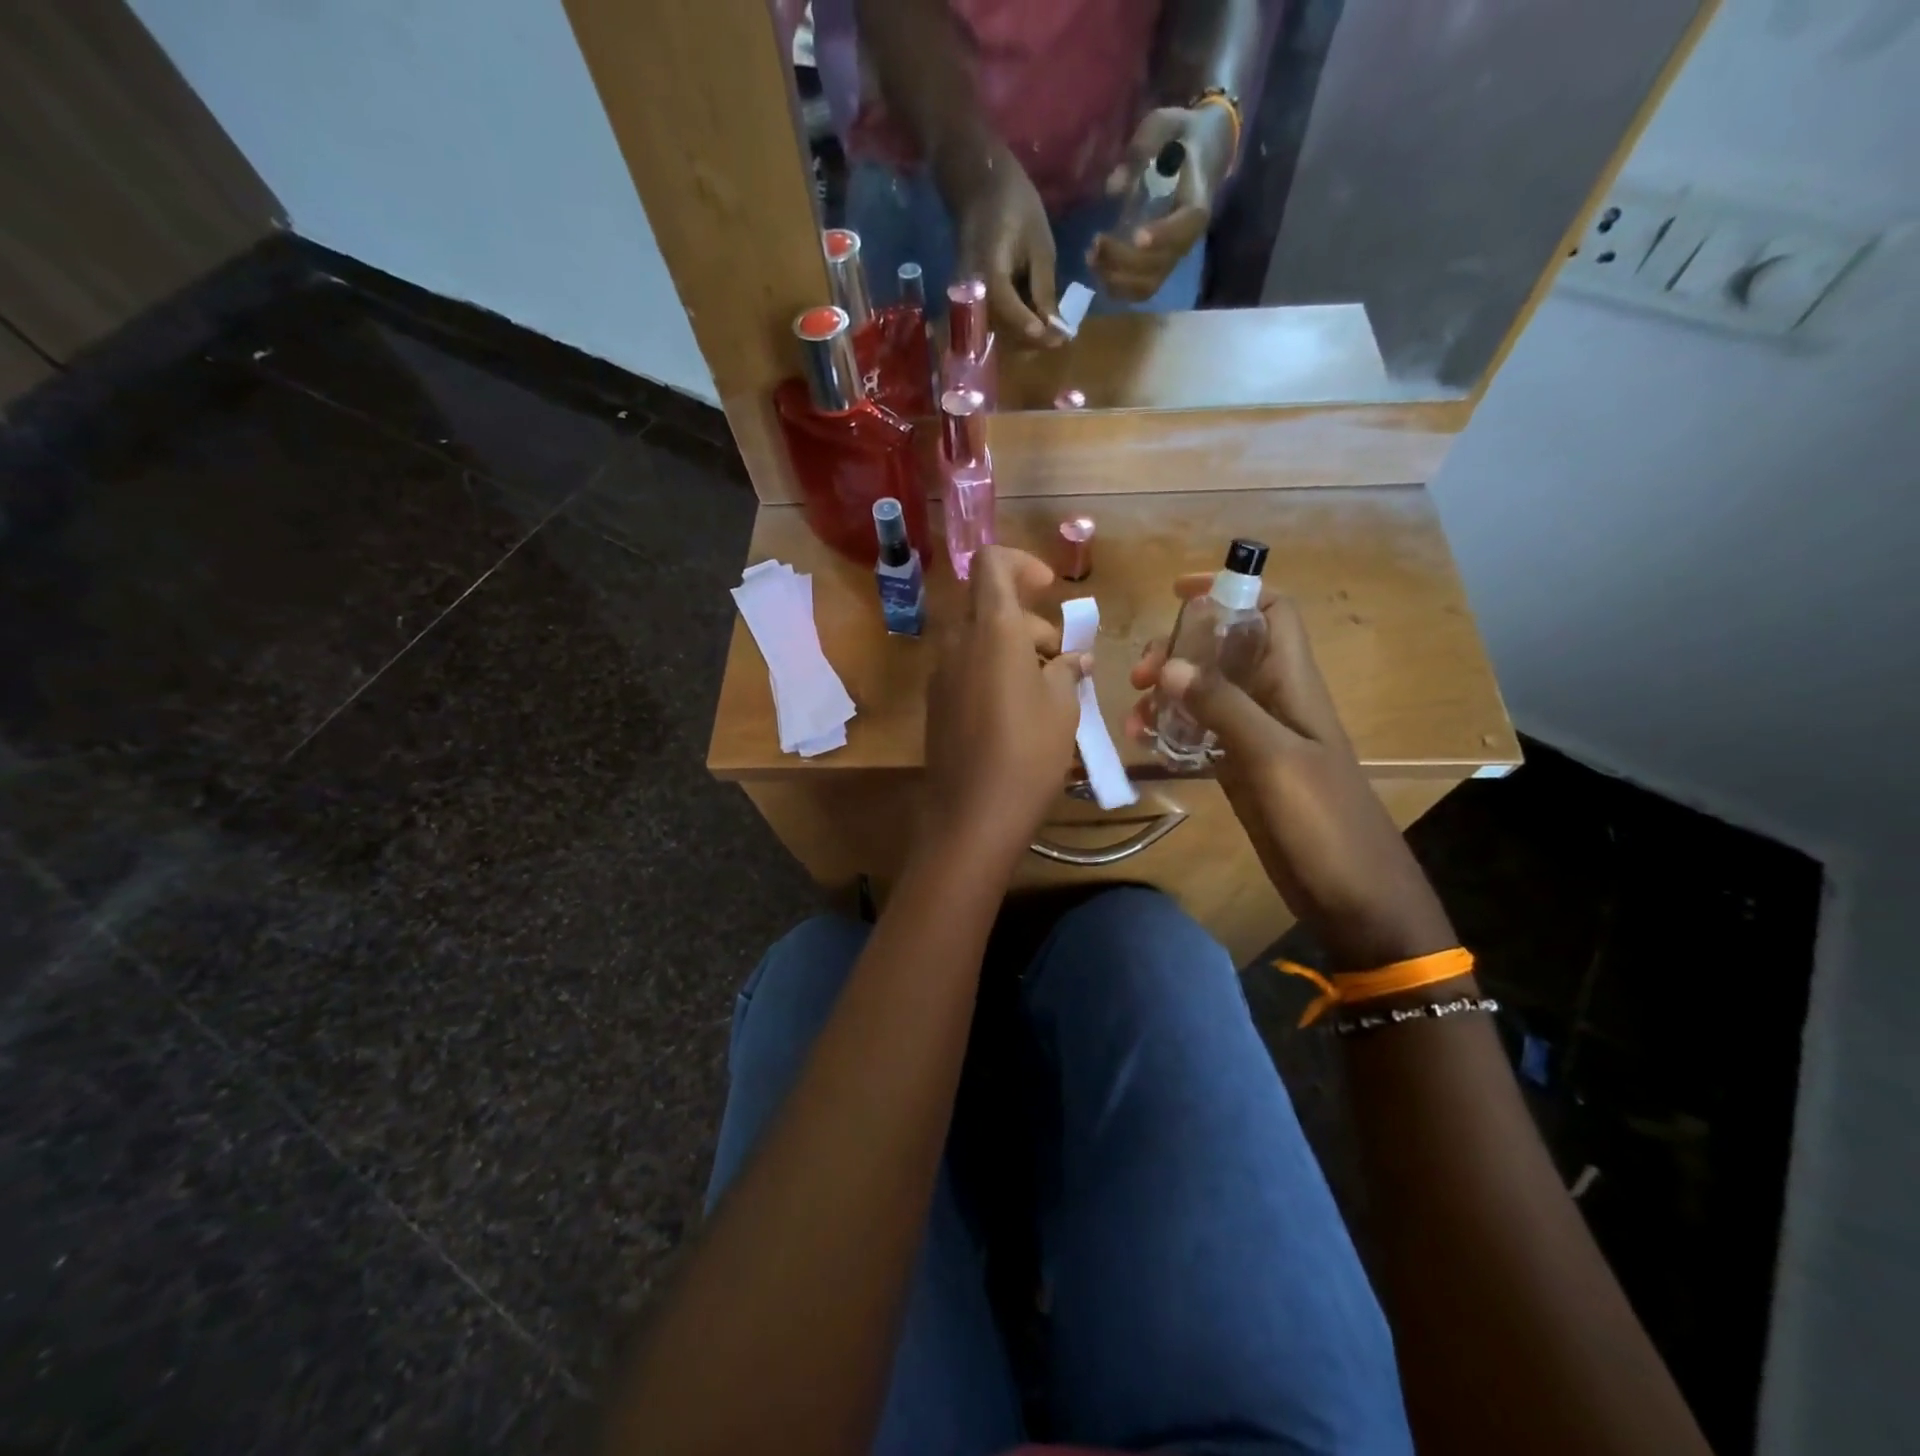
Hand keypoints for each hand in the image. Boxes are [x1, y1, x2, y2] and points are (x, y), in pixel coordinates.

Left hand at [923, 545, 1087, 861]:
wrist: (971, 815)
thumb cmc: (1028, 753)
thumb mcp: (1063, 707)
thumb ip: (1067, 670)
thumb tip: (1072, 659)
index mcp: (992, 630)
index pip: (992, 564)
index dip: (1022, 564)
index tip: (1048, 591)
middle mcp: (958, 642)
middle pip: (989, 605)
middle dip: (1028, 620)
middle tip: (1060, 660)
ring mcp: (941, 673)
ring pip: (977, 638)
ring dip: (1012, 647)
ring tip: (1047, 690)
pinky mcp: (937, 702)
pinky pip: (966, 667)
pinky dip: (993, 670)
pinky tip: (1018, 711)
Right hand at [950, 143, 1063, 346]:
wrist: (979, 188)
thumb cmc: (1014, 206)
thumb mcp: (1039, 245)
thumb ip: (1044, 289)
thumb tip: (1054, 327)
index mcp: (987, 269)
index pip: (1007, 309)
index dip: (1031, 327)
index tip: (1057, 339)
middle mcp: (971, 290)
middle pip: (1001, 329)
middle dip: (1032, 339)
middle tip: (1060, 338)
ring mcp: (968, 297)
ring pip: (997, 331)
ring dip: (1025, 336)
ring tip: (1052, 330)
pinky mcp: (971, 301)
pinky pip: (993, 321)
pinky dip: (1015, 325)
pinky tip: (1035, 318)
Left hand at [1091, 104, 1233, 301]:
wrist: (1201, 152)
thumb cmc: (1180, 137)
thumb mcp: (1164, 126)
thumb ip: (1142, 149)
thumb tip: (1114, 187)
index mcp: (1195, 204)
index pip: (1184, 228)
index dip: (1162, 235)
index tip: (1136, 236)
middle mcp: (1186, 238)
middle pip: (1158, 264)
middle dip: (1124, 259)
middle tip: (1095, 243)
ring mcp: (1172, 256)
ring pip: (1146, 284)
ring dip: (1116, 278)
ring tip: (1091, 258)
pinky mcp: (1159, 266)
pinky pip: (1140, 289)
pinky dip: (1117, 287)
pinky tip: (1098, 271)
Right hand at [1127, 576, 1455, 969]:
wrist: (1353, 895)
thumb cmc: (1324, 820)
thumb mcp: (1273, 757)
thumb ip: (1223, 706)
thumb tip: (1168, 664)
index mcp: (1292, 684)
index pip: (1271, 613)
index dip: (1232, 591)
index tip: (1179, 594)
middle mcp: (1273, 700)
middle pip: (1223, 651)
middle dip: (1178, 651)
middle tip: (1139, 677)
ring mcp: (1255, 737)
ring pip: (1204, 693)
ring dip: (1166, 696)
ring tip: (1133, 721)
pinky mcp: (1241, 770)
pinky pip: (1200, 734)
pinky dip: (1171, 731)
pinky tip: (1146, 745)